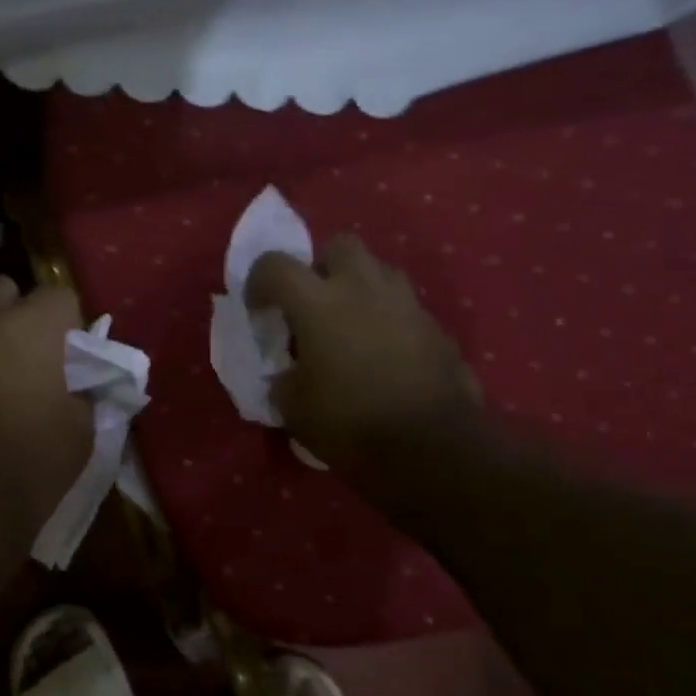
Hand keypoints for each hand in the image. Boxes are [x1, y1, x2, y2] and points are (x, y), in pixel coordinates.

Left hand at [0, 276, 91, 533]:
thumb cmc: (31, 460)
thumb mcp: (81, 428)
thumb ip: (83, 390)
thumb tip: (77, 383)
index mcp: (33, 325)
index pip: (60, 295)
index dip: (69, 322)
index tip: (73, 354)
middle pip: (3, 289)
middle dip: (18, 310)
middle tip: (31, 351)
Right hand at [248, 235, 480, 482]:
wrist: (433, 450)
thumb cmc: (351, 425)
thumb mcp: (294, 409)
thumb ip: (284, 379)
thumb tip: (288, 374)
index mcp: (319, 303)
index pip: (275, 265)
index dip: (259, 282)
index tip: (259, 310)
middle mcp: (363, 289)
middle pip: (340, 245)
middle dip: (322, 266)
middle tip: (314, 303)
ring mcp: (406, 305)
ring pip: (379, 270)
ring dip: (360, 287)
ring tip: (351, 323)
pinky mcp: (436, 328)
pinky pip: (405, 306)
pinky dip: (389, 319)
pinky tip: (384, 353)